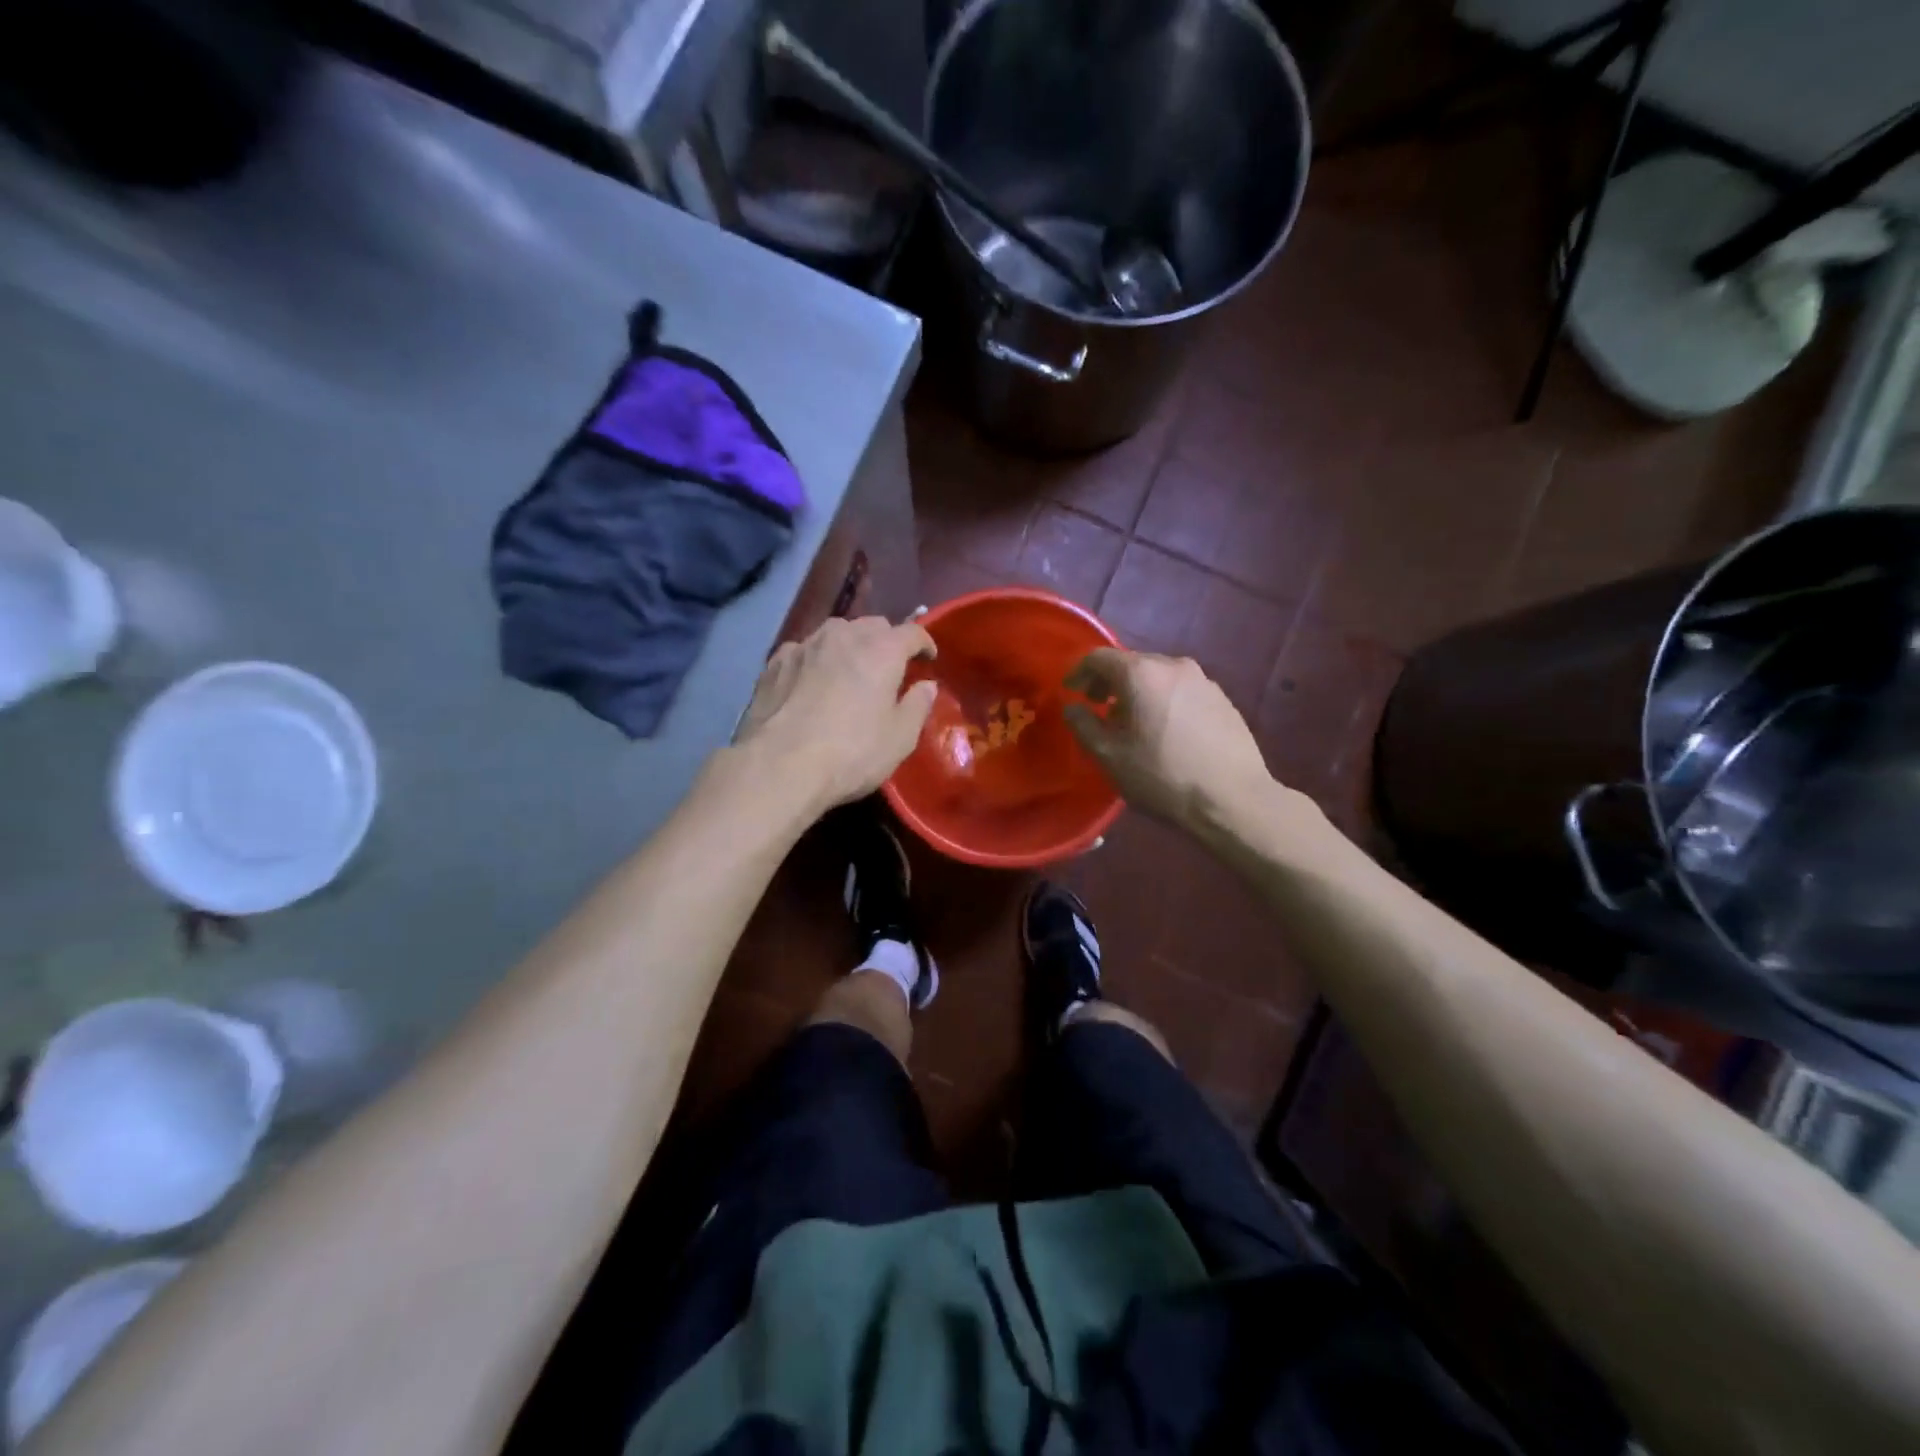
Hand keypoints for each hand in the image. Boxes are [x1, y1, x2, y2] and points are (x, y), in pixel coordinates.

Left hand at [734, 616, 937, 810]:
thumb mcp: (900, 739)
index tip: (928, 659)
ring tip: (849, 671)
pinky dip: (815, 660)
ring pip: (835, 632)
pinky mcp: (774, 663)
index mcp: (881, 651)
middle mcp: (843, 636)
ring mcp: (804, 646)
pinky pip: (803, 651)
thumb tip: (926, 686)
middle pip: (872, 625)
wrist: (778, 766)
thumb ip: (918, 706)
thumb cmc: (851, 753)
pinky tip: (810, 682)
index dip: (924, 643)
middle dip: (885, 641)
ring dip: (849, 646)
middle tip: (889, 668)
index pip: (911, 632)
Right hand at [1063, 649, 1274, 830]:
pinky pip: (1181, 690)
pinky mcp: (1222, 698)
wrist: (1232, 799)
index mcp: (1140, 673)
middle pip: (1131, 662)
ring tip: (1133, 723)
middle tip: (1098, 708)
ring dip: (1138, 692)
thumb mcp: (1109, 756)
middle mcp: (1173, 665)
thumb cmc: (1161, 776)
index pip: (1099, 657)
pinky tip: (1166, 731)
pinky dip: (1164, 700)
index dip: (1079, 672)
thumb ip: (1083, 725)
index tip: (1071, 692)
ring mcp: (1203, 680)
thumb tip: (1072, 707)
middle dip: (1109, 682)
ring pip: (1158, 676)